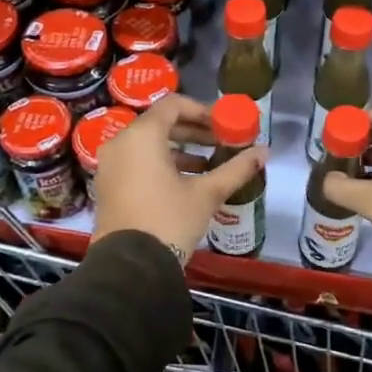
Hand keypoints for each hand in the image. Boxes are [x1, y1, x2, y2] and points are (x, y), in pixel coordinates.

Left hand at [91, 94, 267, 260]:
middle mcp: (120, 143)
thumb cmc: (169, 220)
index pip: (173, 105)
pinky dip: (160, 164)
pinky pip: (136, 162)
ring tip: (208, 166)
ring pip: (147, 145)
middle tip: (220, 142)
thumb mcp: (207, 194)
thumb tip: (264, 152)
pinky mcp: (107, 186)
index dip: (201, 111)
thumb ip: (236, 169)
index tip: (223, 125)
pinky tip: (185, 184)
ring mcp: (109, 165)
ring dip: (178, 150)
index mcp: (142, 136)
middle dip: (193, 131)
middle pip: (159, 124)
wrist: (130, 266)